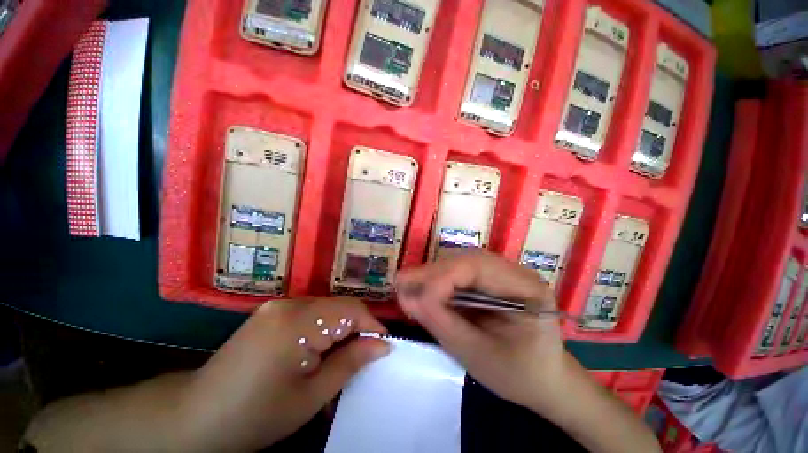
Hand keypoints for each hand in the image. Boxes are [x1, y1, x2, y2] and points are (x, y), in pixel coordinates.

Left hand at [178, 297, 389, 451]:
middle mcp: (289, 304)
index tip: (383, 346)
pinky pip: (310, 313)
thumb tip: (382, 344)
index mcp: (299, 321)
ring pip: (326, 309)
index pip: (351, 309)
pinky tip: (318, 351)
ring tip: (343, 357)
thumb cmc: (256, 415)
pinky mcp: (270, 313)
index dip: (372, 325)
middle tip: (364, 356)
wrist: (195, 418)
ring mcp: (277, 306)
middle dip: (357, 328)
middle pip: (339, 306)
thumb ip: (351, 362)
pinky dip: (323, 328)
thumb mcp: (311, 396)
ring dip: (340, 329)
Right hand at [396, 250, 576, 414]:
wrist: (544, 379)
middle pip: (466, 260)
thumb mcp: (478, 355)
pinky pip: (460, 272)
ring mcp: (503, 272)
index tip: (413, 296)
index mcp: (526, 288)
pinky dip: (439, 280)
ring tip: (409, 287)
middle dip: (431, 273)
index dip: (440, 278)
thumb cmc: (518, 375)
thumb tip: (406, 298)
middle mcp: (515, 271)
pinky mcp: (492, 279)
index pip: (476, 268)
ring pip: (459, 262)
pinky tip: (424, 290)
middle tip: (401, 285)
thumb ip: (441, 323)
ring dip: (432, 274)